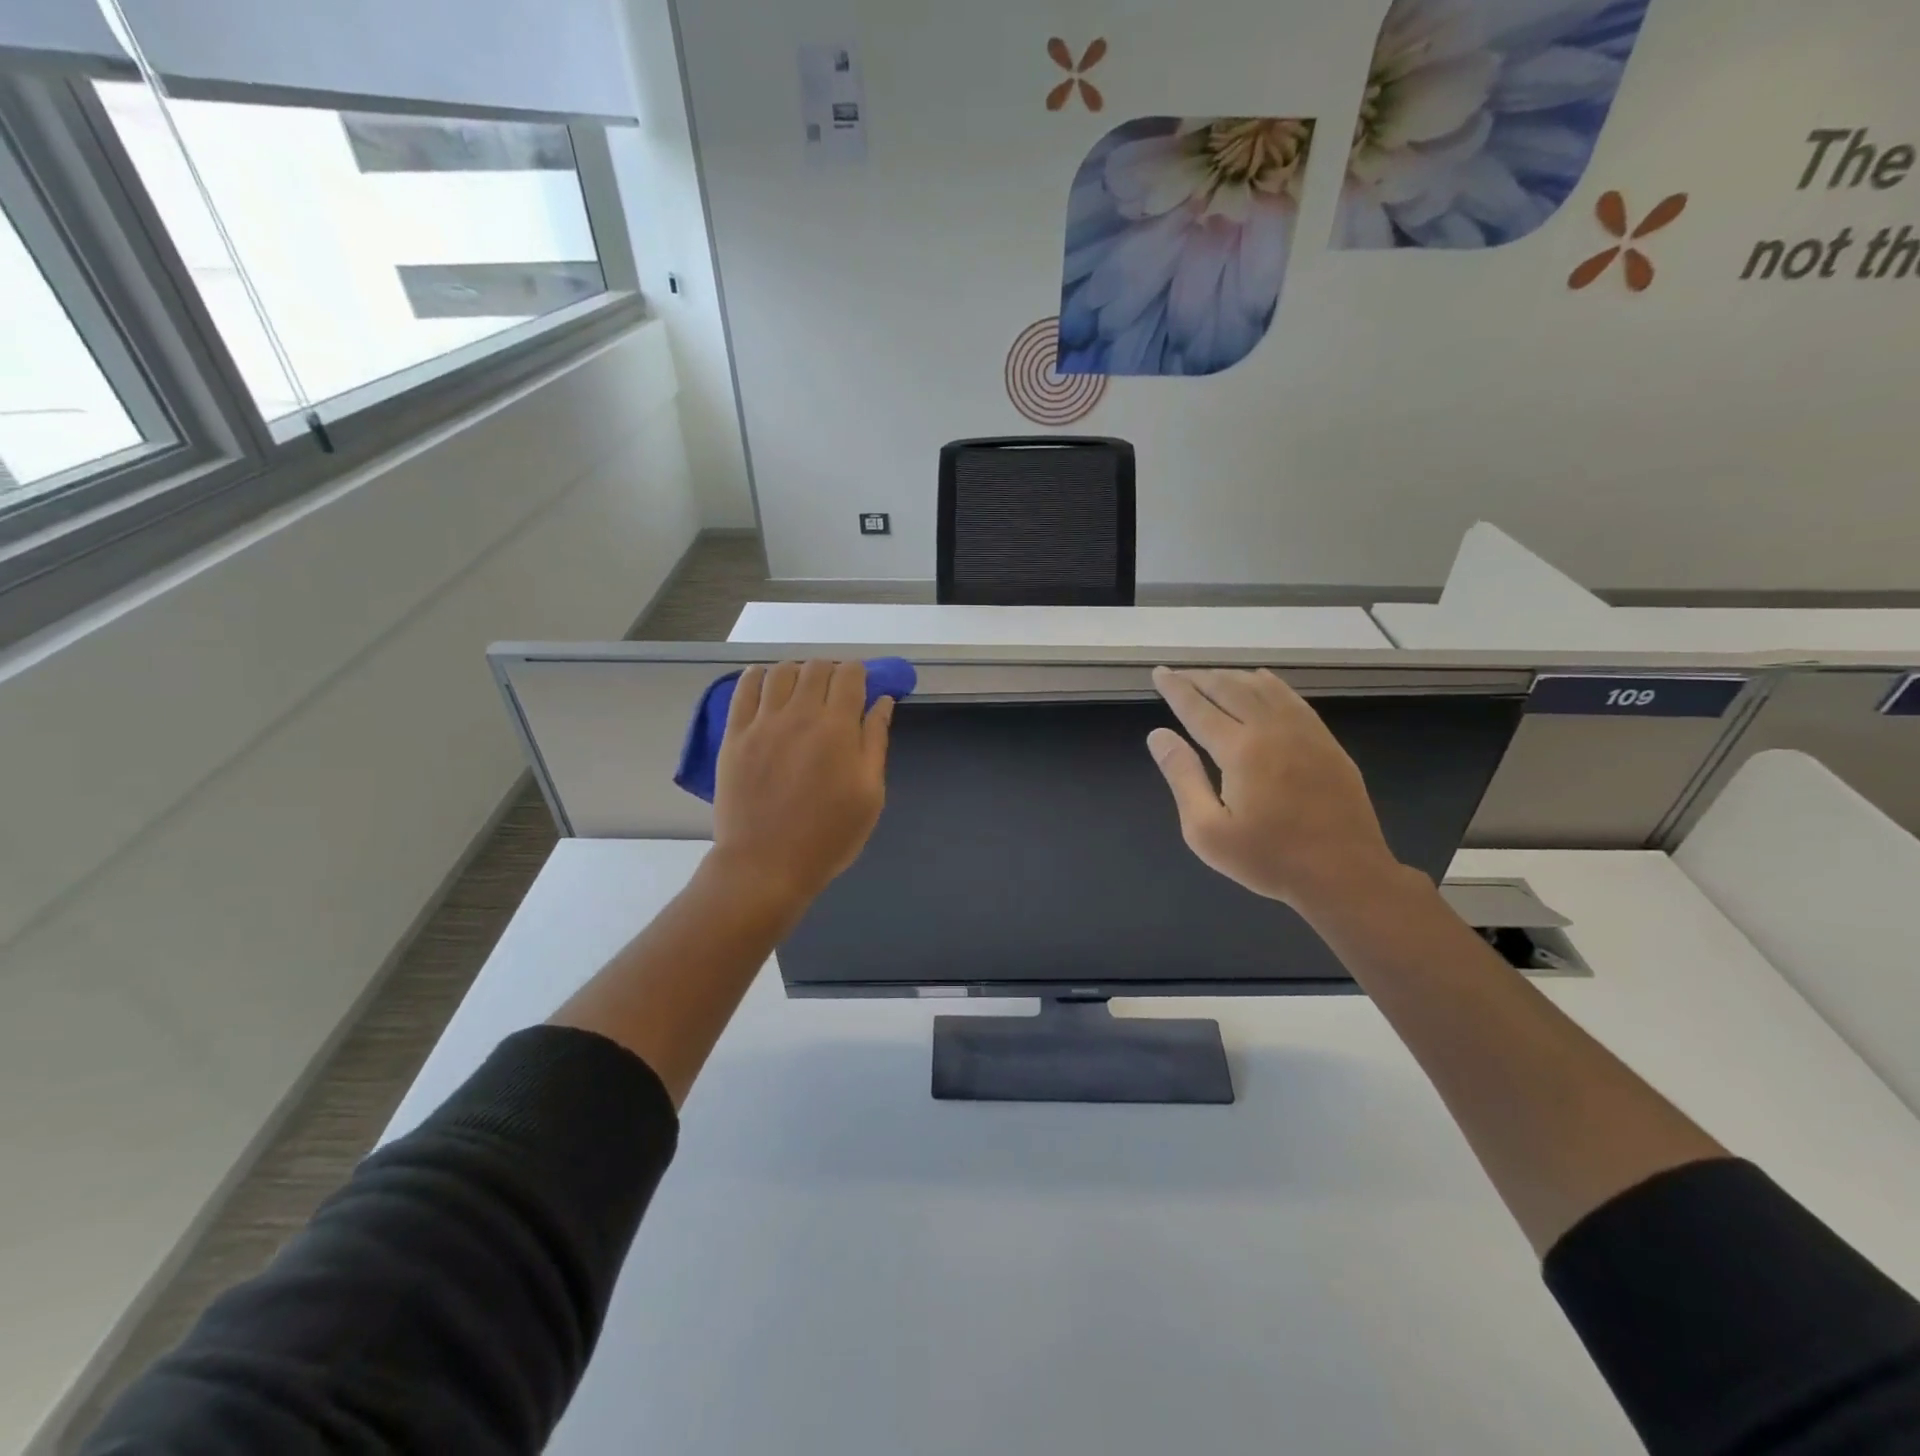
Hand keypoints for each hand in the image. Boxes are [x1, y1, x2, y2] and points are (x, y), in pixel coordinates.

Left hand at [710, 660, 892, 907]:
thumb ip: (875, 741)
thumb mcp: (870, 794)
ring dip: (797, 672)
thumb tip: (883, 702)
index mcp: (838, 728)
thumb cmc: (829, 835)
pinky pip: (743, 689)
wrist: (766, 864)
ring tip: (801, 690)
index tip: (862, 687)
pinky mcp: (735, 735)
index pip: (851, 675)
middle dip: (831, 671)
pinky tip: (765, 684)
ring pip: (780, 671)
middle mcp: (800, 714)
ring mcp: (762, 722)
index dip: (860, 673)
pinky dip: (757, 677)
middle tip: (835, 693)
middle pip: (816, 667)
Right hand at [1147, 666, 1406, 921]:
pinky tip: (1260, 682)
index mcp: (1241, 750)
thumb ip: (1182, 777)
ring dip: (1232, 677)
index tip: (1159, 673)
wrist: (1345, 874)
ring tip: (1211, 677)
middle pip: (1230, 689)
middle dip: (1200, 678)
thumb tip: (1158, 735)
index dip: (1175, 689)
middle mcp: (1272, 729)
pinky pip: (1291, 698)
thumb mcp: (1207, 830)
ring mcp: (1305, 732)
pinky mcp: (1326, 742)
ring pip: (1262, 688)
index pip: (1198, 708)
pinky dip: (1268, 684)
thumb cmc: (1269, 858)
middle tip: (1178, 673)